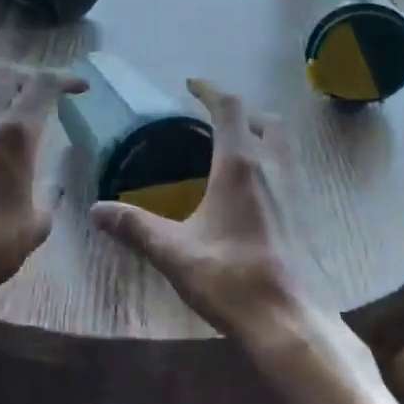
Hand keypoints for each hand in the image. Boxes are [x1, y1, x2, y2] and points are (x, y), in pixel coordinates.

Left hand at [0, 63, 85, 301]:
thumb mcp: (36, 225)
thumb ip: (49, 197)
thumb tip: (53, 187)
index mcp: (14, 134)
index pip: (42, 85)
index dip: (66, 78)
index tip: (82, 88)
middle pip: (8, 75)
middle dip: (33, 78)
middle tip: (51, 96)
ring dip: (9, 96)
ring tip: (27, 121)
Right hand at [89, 78, 304, 344]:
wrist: (290, 319)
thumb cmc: (231, 278)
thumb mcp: (174, 252)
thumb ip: (135, 227)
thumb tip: (96, 210)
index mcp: (240, 166)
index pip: (229, 108)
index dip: (210, 90)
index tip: (192, 84)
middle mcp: (274, 167)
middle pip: (264, 119)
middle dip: (239, 111)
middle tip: (213, 119)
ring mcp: (296, 189)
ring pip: (283, 143)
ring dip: (260, 133)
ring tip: (233, 149)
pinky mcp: (307, 213)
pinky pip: (290, 169)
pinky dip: (272, 161)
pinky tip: (254, 191)